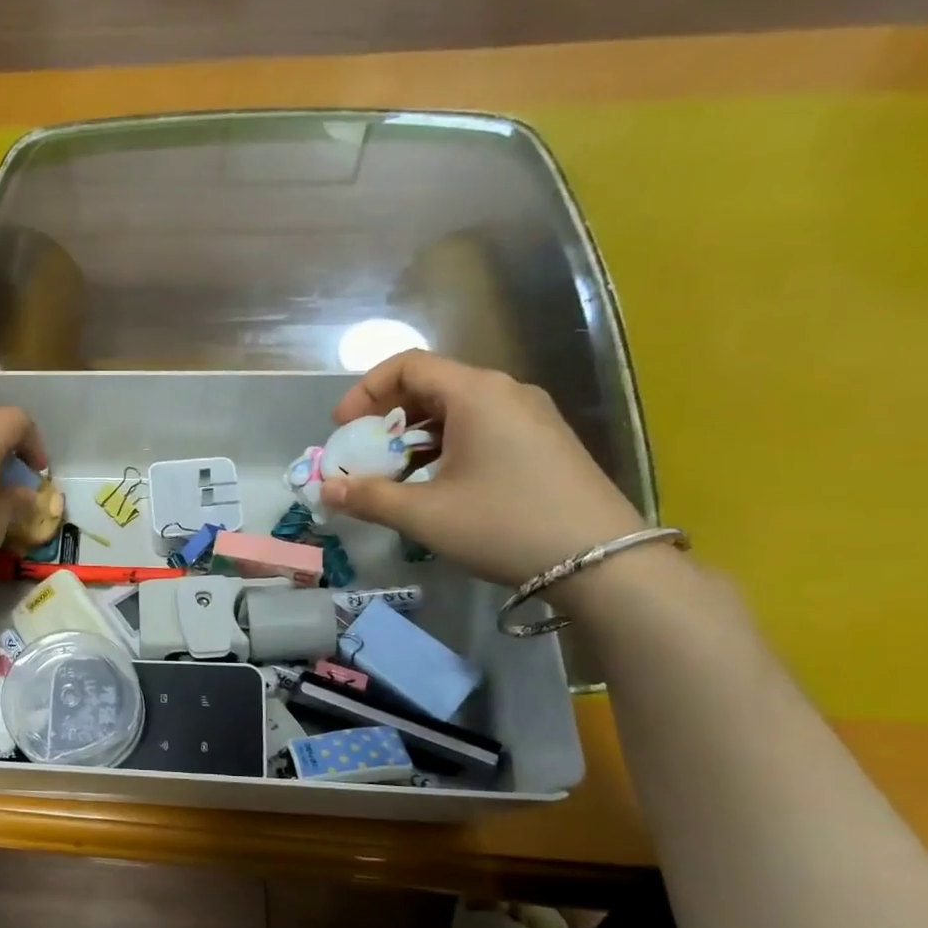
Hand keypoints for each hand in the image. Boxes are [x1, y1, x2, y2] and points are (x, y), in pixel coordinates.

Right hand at [321, 351, 645, 585]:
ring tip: (394, 474)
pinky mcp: (543, 442)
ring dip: (415, 436)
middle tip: (363, 454)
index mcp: (477, 394)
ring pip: (456, 409)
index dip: (365, 391)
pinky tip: (436, 483)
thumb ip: (369, 498)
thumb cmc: (504, 526)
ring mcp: (530, 416)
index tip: (343, 429)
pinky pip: (481, 428)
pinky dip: (445, 446)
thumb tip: (325, 491)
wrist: (603, 562)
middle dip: (387, 417)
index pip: (408, 365)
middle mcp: (506, 393)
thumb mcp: (425, 515)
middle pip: (431, 385)